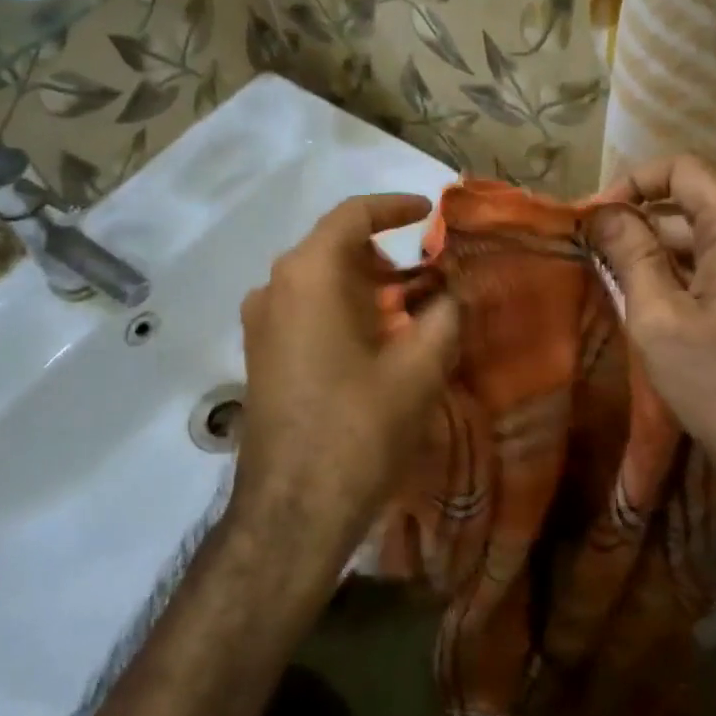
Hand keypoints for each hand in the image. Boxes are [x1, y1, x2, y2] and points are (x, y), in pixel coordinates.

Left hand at [236, 194, 459, 567]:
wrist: (294, 509)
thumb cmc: (360, 427)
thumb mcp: (419, 367)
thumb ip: (445, 314)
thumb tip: (455, 290)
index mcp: (309, 274)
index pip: (352, 215)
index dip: (394, 207)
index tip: (428, 212)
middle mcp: (275, 286)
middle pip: (334, 248)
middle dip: (385, 256)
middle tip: (428, 278)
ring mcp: (260, 322)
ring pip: (319, 281)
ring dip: (364, 286)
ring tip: (408, 314)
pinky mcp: (260, 354)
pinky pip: (305, 310)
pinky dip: (342, 309)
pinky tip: (374, 344)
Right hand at [589, 156, 715, 525]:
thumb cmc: (715, 382)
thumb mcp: (658, 317)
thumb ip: (630, 254)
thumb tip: (602, 212)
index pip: (683, 170)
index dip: (634, 182)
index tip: (594, 217)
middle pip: (687, 202)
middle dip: (635, 219)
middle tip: (587, 249)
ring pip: (693, 236)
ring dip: (648, 249)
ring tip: (603, 274)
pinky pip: (705, 265)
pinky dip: (669, 272)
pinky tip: (635, 297)